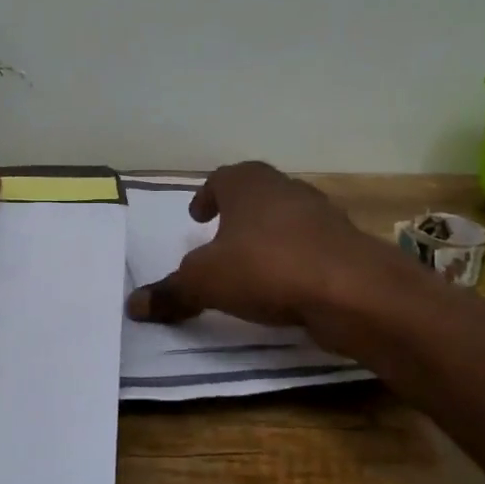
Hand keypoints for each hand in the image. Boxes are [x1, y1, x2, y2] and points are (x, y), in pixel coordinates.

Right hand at [125, 161, 404, 341]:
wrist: (351, 290)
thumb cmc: (266, 268)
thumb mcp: (205, 282)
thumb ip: (171, 292)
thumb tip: (133, 305)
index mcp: (249, 185)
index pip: (222, 178)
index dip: (207, 195)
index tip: (198, 215)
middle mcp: (287, 190)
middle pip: (257, 194)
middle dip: (238, 213)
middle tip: (221, 236)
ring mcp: (323, 216)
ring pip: (286, 220)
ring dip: (268, 236)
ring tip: (251, 264)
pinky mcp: (346, 247)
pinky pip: (310, 248)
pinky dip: (294, 260)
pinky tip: (285, 286)